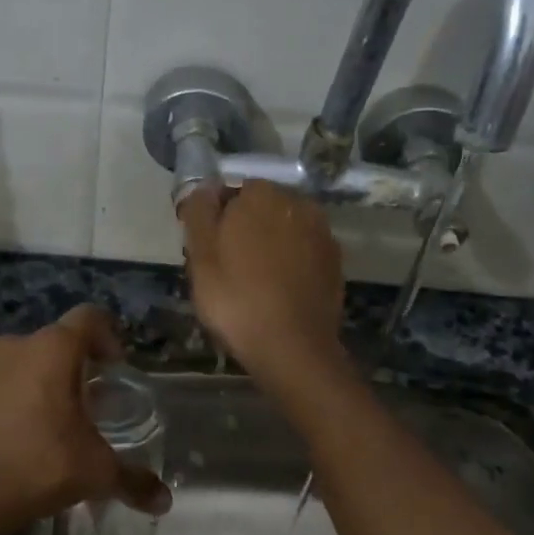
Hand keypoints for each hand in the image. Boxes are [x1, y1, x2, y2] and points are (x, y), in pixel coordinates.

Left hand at [0, 305, 171, 534]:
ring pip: (23, 362)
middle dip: (76, 366)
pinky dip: (10, 397)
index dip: (109, 337)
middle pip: (56, 342)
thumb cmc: (40, 467)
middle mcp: (16, 346)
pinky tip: (15, 434)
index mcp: (53, 350)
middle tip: (89, 402)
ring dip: (41, 381)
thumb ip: (134, 481)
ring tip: (52, 420)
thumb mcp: (96, 473)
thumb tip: (165, 502)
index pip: (90, 318)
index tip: (115, 368)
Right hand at [180, 180, 344, 383]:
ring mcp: (322, 233)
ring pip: (285, 231)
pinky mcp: (335, 262)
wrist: (292, 347)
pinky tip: (278, 291)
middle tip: (226, 269)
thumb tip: (204, 187)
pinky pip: (303, 254)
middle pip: (261, 209)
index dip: (216, 219)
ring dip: (270, 247)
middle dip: (245, 230)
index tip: (205, 250)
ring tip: (252, 283)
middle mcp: (298, 203)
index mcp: (261, 194)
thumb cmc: (236, 299)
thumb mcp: (200, 256)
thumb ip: (199, 212)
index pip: (231, 192)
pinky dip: (291, 264)